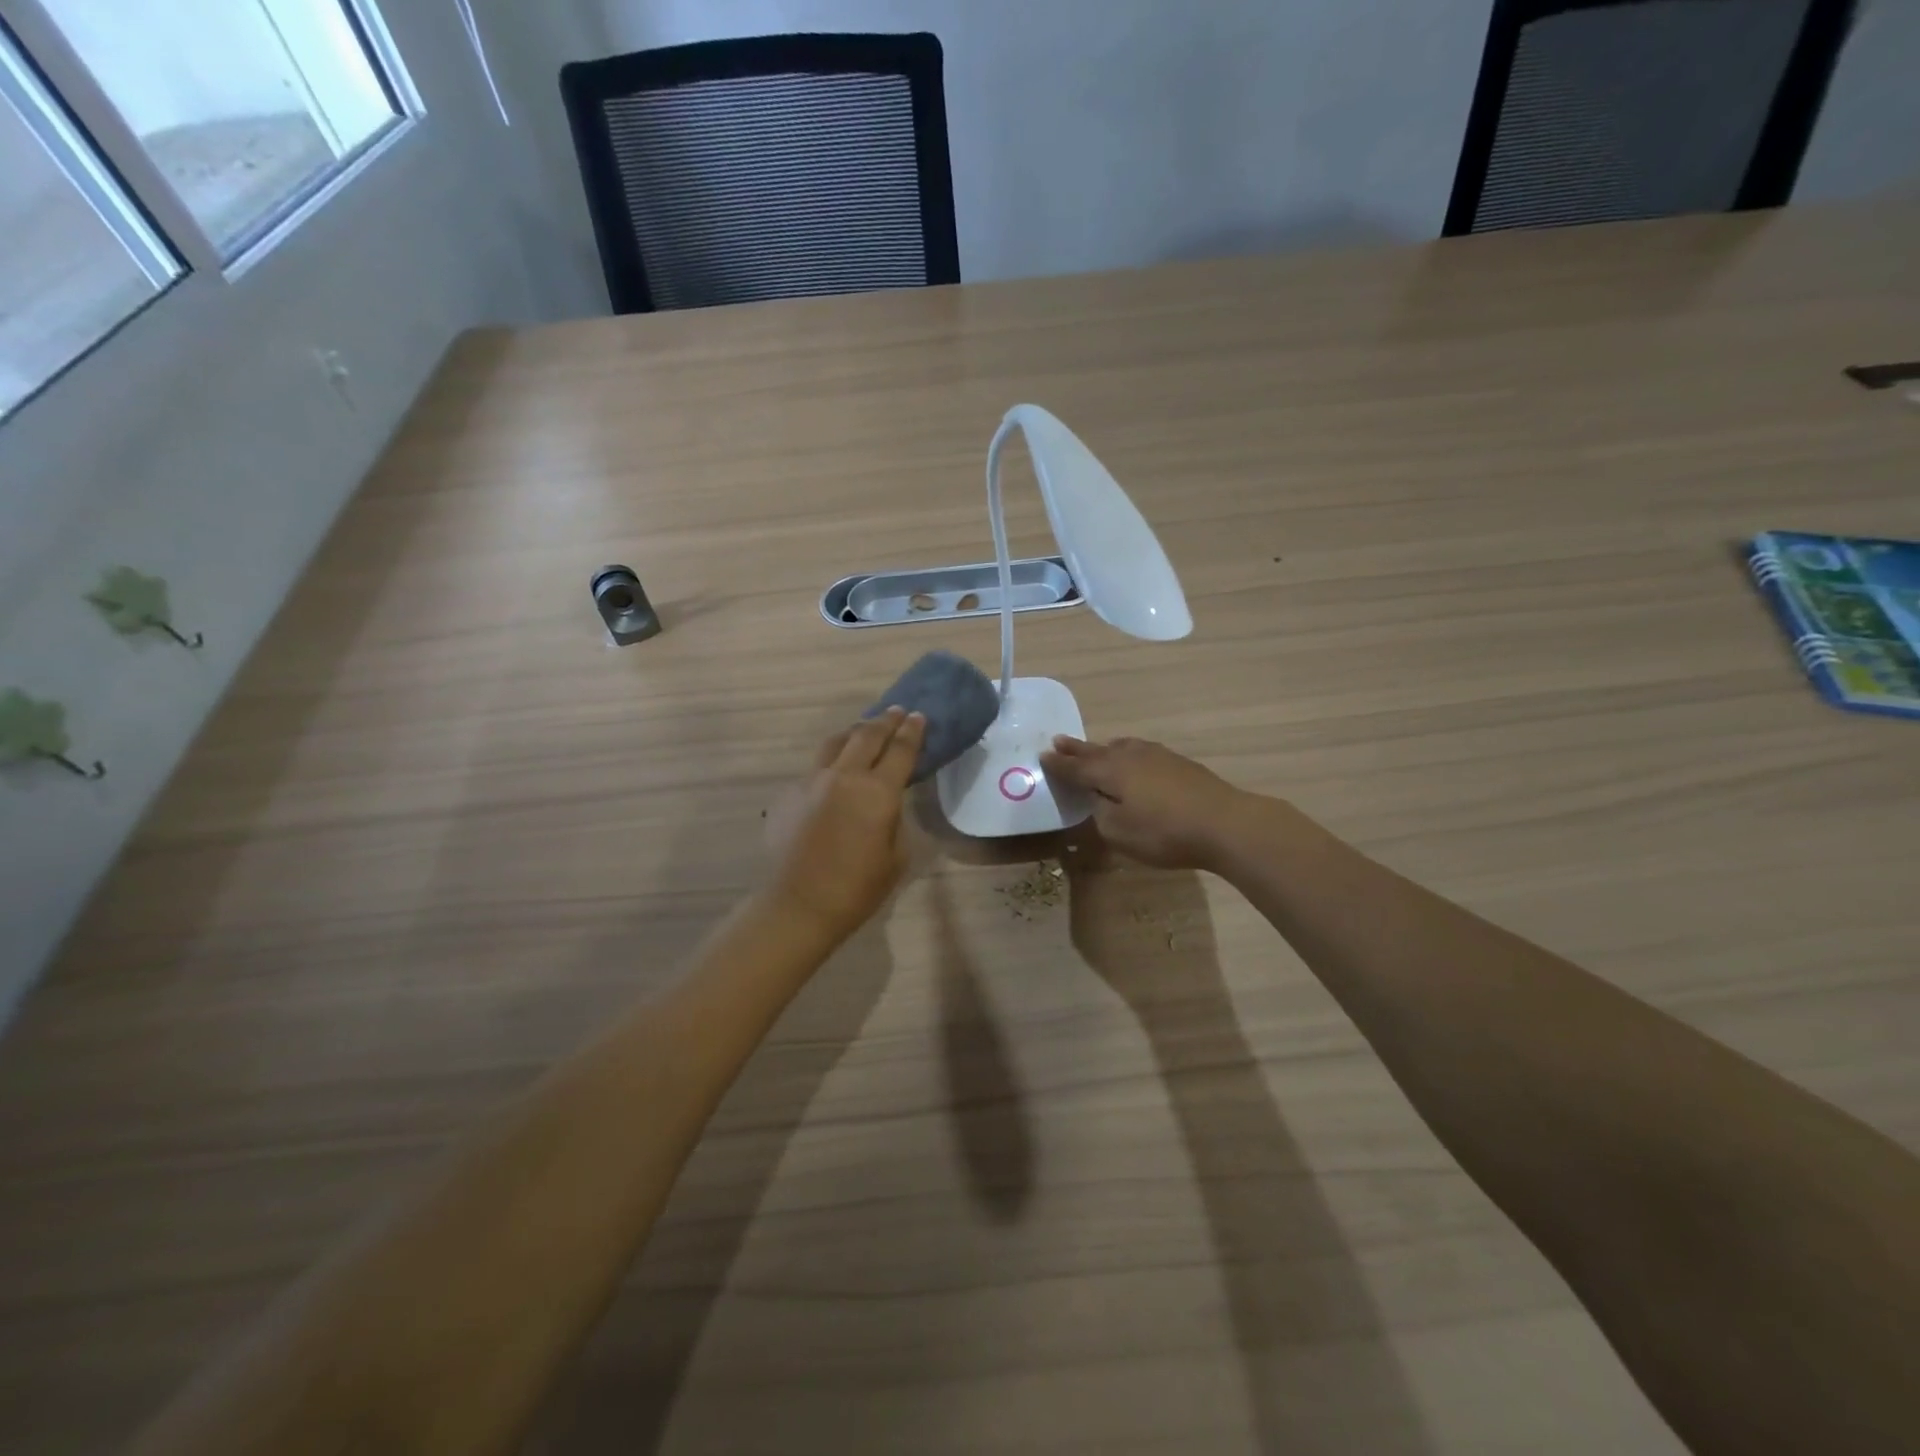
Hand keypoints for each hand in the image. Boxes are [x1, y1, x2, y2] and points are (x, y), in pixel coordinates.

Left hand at [765, 708, 925, 943]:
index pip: (900, 750)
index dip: (913, 731)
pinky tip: (835, 774)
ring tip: (864, 729)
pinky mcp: (790, 793)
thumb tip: (886, 802)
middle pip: (867, 735)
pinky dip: (832, 762)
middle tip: (897, 711)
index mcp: (877, 792)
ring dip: (855, 732)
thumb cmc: (857, 889)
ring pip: (836, 743)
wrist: (797, 904)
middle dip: (886, 721)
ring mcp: (812, 781)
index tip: (919, 716)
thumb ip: (895, 819)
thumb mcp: (896, 856)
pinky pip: (816, 768)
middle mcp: (845, 776)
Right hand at [1041, 735, 1252, 870]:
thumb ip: (1100, 814)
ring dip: (1103, 748)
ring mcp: (1158, 756)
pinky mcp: (1179, 763)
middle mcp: (1131, 756)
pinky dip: (1128, 754)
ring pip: (1122, 747)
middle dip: (1076, 749)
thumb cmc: (1165, 832)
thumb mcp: (1119, 832)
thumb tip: (1097, 799)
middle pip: (1097, 751)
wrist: (1225, 823)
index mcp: (1111, 771)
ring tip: (1095, 749)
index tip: (1043, 756)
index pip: (1077, 767)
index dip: (1059, 765)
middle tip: (1058, 740)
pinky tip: (1135, 760)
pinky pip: (1141, 751)